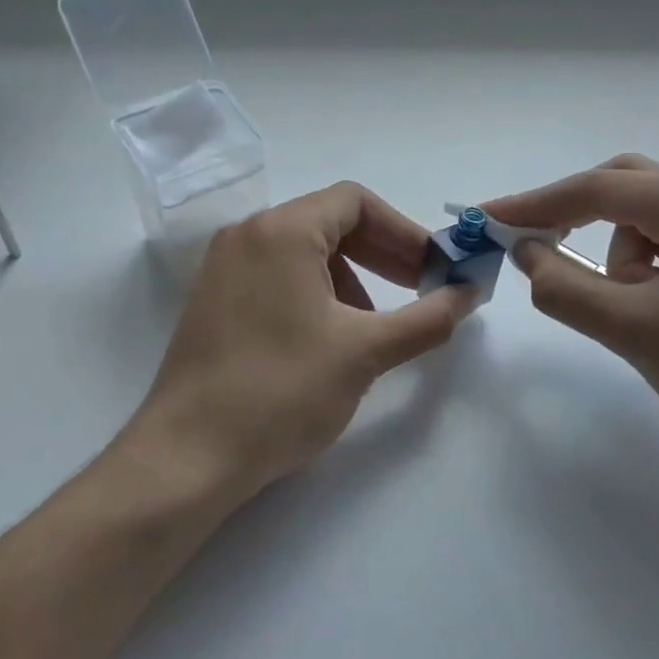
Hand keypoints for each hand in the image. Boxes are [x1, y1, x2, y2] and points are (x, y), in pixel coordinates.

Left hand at [126, 182, 475, 505]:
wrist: (189, 456)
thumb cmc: (282, 391)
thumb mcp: (364, 353)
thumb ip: (426, 318)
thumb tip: (469, 294)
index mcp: (281, 231)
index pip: (355, 202)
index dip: (404, 232)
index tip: (433, 270)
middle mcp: (246, 237)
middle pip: (328, 223)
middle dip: (382, 254)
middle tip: (419, 291)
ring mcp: (223, 270)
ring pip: (303, 253)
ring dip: (351, 278)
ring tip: (375, 326)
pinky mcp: (214, 303)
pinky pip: (276, 278)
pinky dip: (316, 294)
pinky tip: (331, 339)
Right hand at [484, 156, 658, 477]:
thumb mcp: (636, 332)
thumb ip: (566, 288)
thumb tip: (526, 252)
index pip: (596, 189)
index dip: (533, 204)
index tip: (485, 216)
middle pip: (628, 190)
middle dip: (578, 223)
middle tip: (538, 256)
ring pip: (656, 225)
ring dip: (623, 261)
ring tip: (639, 320)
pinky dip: (656, 274)